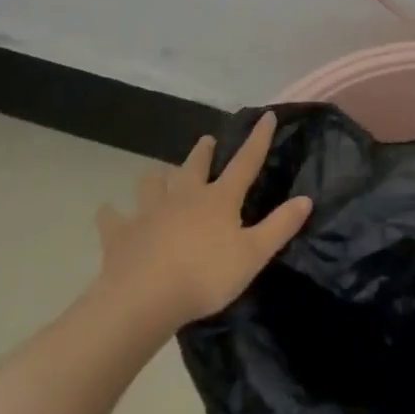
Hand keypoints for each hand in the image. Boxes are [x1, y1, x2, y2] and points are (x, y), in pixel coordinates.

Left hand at [85, 111, 310, 340]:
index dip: (258, 138)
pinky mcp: (121, 234)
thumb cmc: (205, 276)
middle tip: (206, 141)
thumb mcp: (253, 254)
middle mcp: (185, 196)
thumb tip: (306, 198)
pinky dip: (111, 214)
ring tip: (158, 176)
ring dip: (157, 178)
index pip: (245, 162)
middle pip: (195, 165)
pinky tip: (108, 212)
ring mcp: (150, 212)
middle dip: (203, 152)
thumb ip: (280, 226)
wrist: (144, 299)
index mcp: (219, 199)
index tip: (266, 115)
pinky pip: (113, 218)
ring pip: (153, 183)